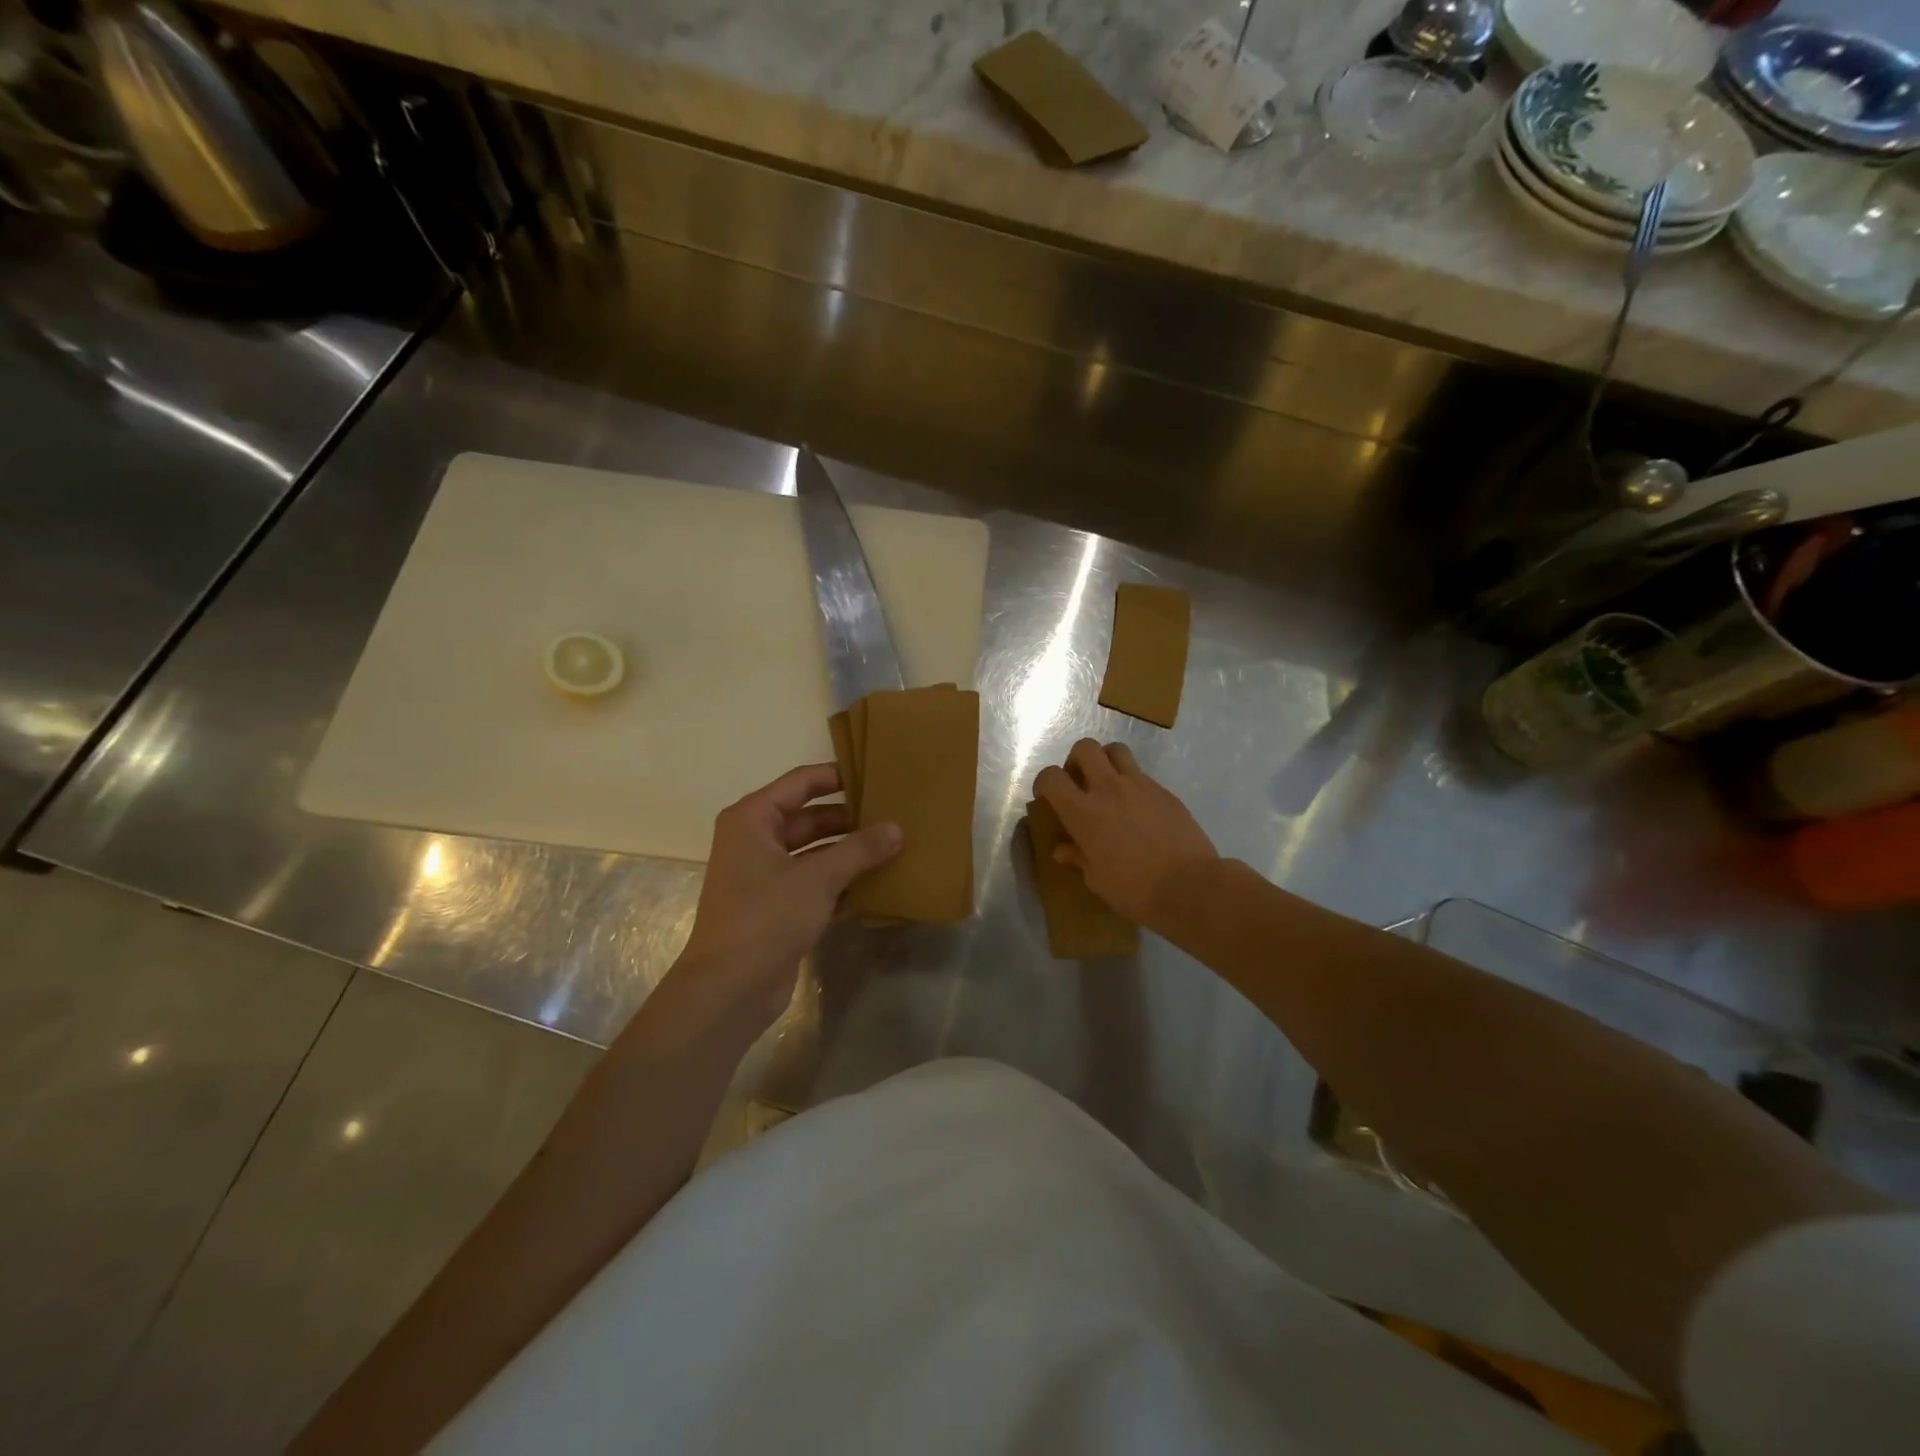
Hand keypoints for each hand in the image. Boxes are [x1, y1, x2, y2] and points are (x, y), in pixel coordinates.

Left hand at [673, 764, 900, 1032]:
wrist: (729, 989)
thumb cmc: (766, 918)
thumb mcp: (817, 878)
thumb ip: (859, 849)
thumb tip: (896, 829)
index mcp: (753, 820)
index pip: (800, 783)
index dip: (836, 776)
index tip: (874, 774)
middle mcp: (755, 841)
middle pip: (809, 818)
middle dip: (849, 819)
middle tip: (893, 815)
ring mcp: (765, 876)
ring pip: (815, 852)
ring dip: (849, 852)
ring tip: (893, 847)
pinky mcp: (777, 907)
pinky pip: (815, 883)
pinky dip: (842, 882)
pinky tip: (878, 884)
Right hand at [1034, 740, 1217, 927]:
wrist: (1191, 886)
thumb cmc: (1135, 890)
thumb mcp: (1097, 880)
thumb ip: (1078, 857)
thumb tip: (1062, 849)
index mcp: (1083, 812)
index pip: (1051, 777)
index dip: (1044, 783)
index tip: (1047, 798)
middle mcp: (1108, 789)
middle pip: (1084, 748)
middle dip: (1076, 761)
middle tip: (1080, 784)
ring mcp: (1139, 785)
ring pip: (1115, 750)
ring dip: (1105, 761)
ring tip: (1107, 785)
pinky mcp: (1164, 791)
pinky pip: (1141, 773)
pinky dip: (1131, 782)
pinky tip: (1137, 808)